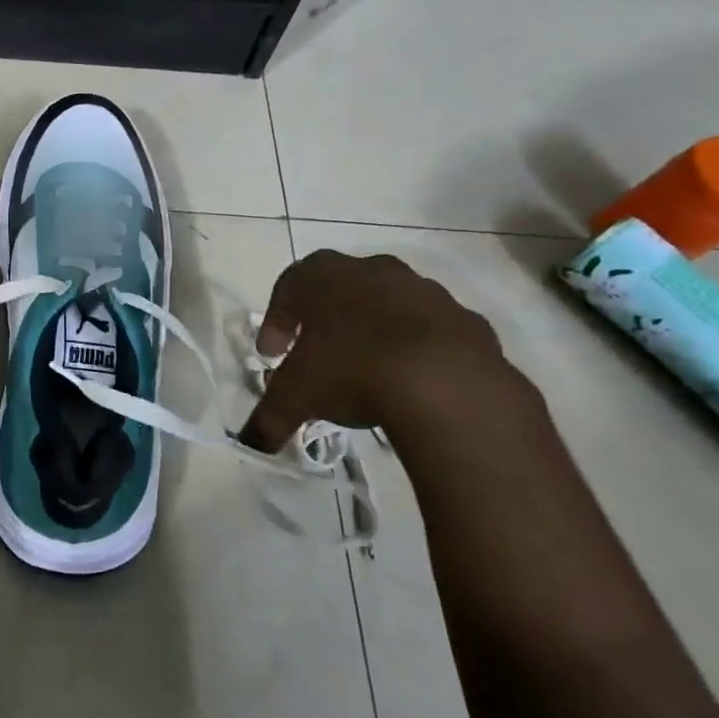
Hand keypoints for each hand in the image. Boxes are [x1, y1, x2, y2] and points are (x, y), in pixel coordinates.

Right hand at [238, 249, 517, 453]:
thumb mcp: (295, 397)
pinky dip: (419, 349)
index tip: (272, 354)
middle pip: (340, 288)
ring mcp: (426, 292)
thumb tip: (250, 445)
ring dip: (374, 329)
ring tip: (367, 369)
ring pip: (389, 304)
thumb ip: (267, 418)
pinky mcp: (468, 321)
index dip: (275, 320)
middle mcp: (373, 272)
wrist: (448, 385)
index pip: (287, 287)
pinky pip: (433, 330)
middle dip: (325, 318)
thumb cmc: (351, 371)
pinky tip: (413, 382)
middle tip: (316, 352)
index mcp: (324, 277)